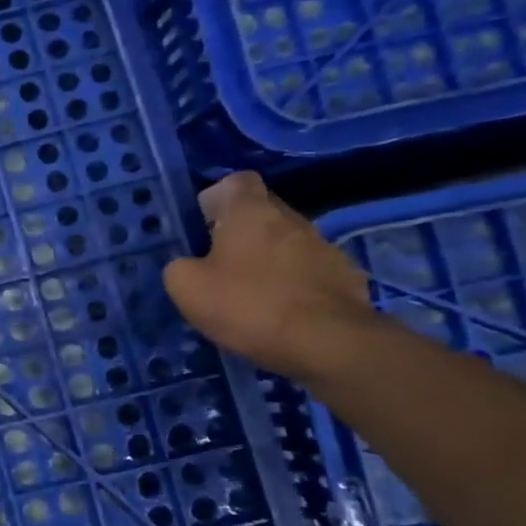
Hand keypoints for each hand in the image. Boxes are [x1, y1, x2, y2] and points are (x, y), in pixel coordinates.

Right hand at [162, 172, 375, 384]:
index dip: (218, 197)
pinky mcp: (346, 278)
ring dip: (269, 261)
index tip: (204, 225)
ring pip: (287, 243)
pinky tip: (280, 314)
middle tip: (219, 265)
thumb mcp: (187, 287)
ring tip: (250, 295)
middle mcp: (292, 219)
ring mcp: (325, 248)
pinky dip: (293, 286)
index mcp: (251, 212)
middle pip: (263, 213)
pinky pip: (310, 272)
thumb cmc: (248, 305)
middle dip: (241, 233)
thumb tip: (186, 265)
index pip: (237, 181)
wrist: (328, 344)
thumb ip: (179, 266)